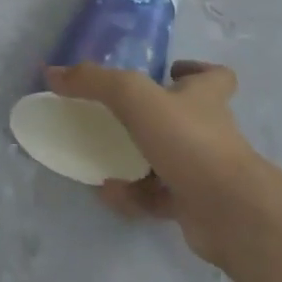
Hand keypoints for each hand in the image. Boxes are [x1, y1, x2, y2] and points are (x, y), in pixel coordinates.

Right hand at [44, 60, 269, 263]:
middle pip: (188, 117)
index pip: (215, 76)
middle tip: (120, 115)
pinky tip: (109, 192)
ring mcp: (204, 171)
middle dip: (155, 117)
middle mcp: (209, 131)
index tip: (169, 70)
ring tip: (103, 155)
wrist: (227, 211)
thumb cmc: (188, 141)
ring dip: (137, 158)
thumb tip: (53, 71)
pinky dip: (132, 195)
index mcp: (205, 97)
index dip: (196, 70)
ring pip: (169, 160)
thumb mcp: (135, 98)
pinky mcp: (195, 206)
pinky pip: (157, 198)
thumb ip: (95, 82)